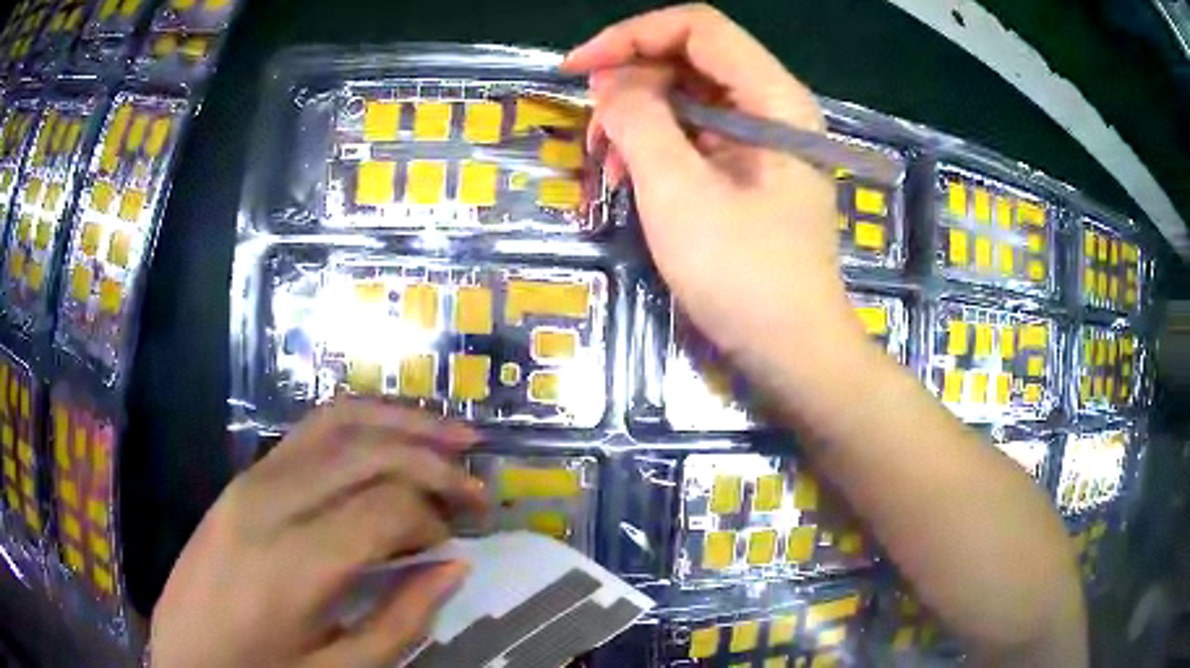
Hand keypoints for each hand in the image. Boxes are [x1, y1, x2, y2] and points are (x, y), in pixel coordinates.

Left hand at [149, 400, 486, 667]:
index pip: (385, 508)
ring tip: (453, 433)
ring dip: (401, 422)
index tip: (454, 543)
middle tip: (476, 486)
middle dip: (433, 459)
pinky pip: (308, 430)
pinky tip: (389, 433)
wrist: (184, 653)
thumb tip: (455, 567)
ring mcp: (251, 479)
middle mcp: (270, 503)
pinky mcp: (243, 476)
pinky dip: (359, 422)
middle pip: (367, 452)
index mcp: (293, 564)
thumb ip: (401, 620)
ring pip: (337, 422)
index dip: (433, 518)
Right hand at [564, 4, 865, 375]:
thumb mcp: (678, 192)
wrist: (793, 351)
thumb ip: (638, 120)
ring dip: (638, 119)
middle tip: (592, 131)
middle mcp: (774, 106)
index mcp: (773, 98)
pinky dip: (658, 147)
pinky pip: (696, 134)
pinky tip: (631, 180)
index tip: (577, 69)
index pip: (697, 27)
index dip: (630, 36)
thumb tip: (610, 81)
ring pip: (689, 97)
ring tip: (606, 166)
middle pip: (691, 59)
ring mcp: (764, 139)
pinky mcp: (751, 169)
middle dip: (631, 84)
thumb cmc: (743, 276)